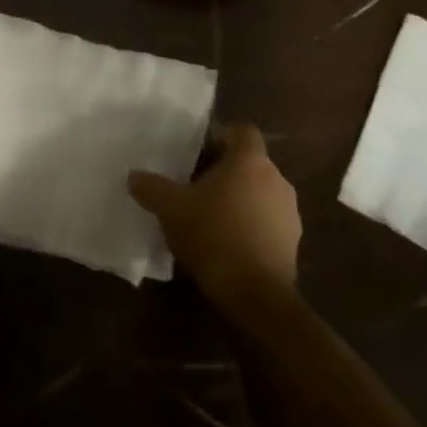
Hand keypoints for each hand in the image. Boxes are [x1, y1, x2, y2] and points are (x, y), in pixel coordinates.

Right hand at [129, 124, 300, 310]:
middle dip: (224, 173)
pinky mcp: (293, 243)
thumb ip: (151, 188)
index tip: (198, 155)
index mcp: (250, 161)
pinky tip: (227, 245)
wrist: (255, 295)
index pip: (243, 131)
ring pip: (260, 193)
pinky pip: (268, 222)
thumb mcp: (171, 209)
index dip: (220, 138)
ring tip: (210, 219)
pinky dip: (250, 226)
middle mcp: (277, 179)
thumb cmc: (213, 235)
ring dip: (239, 200)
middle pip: (250, 163)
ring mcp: (290, 212)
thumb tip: (133, 176)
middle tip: (195, 187)